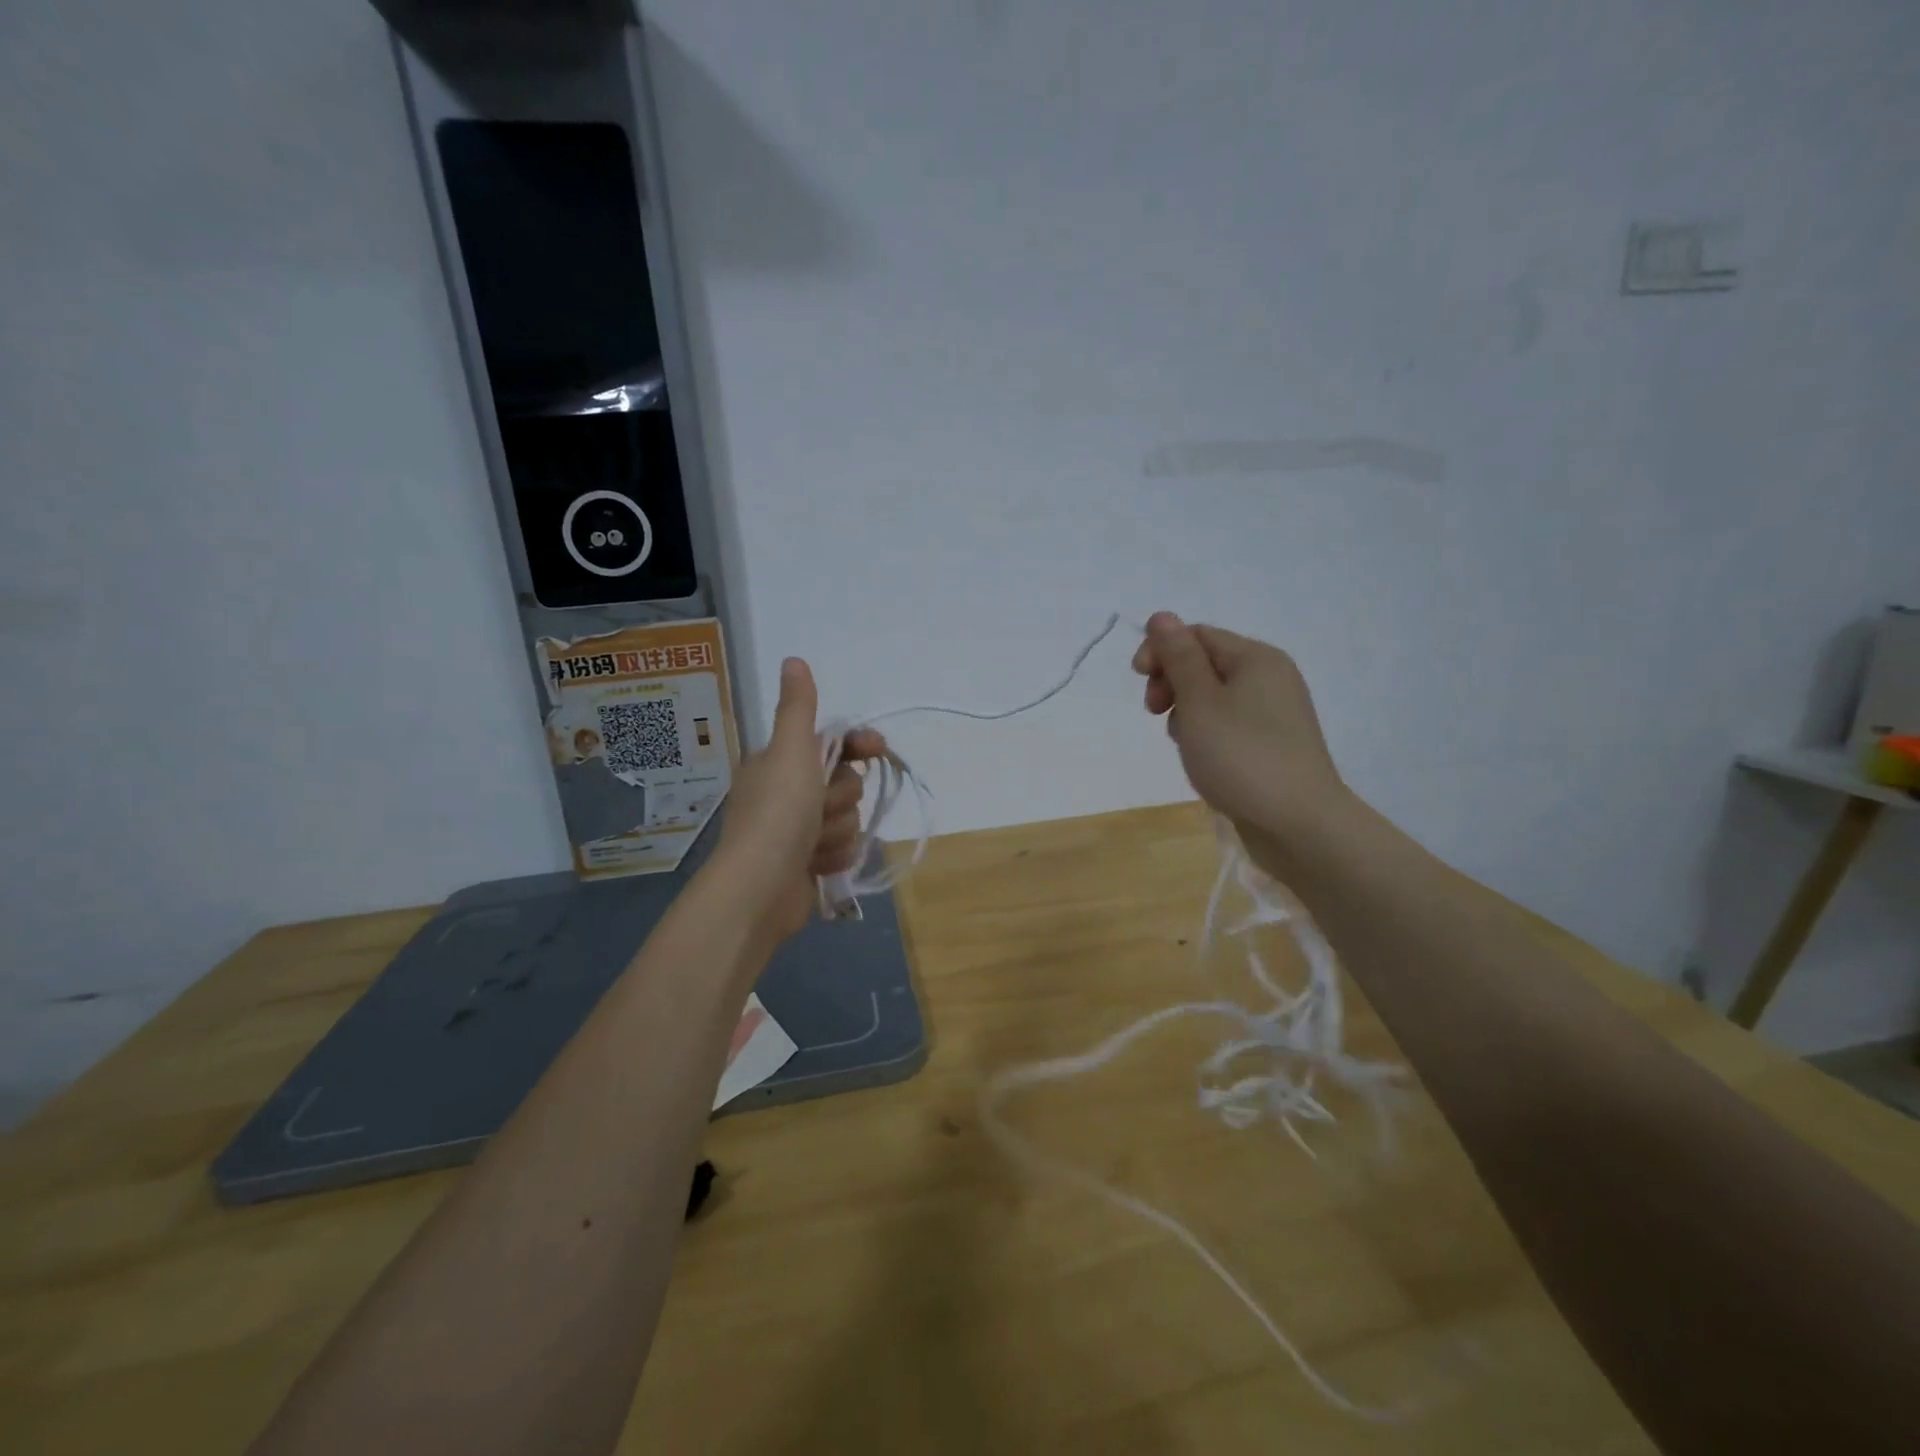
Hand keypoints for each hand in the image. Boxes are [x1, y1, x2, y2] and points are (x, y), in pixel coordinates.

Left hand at [714, 657, 884, 943]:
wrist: (760, 889)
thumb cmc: (777, 813)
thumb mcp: (790, 751)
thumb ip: (798, 707)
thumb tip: (793, 659)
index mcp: (779, 762)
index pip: (833, 743)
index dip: (858, 746)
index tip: (877, 749)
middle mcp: (787, 792)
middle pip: (845, 782)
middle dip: (840, 798)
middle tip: (818, 809)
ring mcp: (797, 831)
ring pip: (848, 818)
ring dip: (837, 831)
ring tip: (813, 844)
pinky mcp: (808, 863)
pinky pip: (843, 849)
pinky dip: (834, 856)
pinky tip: (816, 865)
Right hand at [1132, 611, 1348, 862]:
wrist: (1299, 824)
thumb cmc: (1242, 757)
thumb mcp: (1199, 702)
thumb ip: (1178, 657)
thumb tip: (1162, 616)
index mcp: (1256, 658)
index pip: (1196, 634)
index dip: (1161, 651)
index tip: (1140, 681)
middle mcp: (1270, 677)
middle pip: (1204, 663)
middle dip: (1172, 683)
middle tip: (1155, 713)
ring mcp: (1274, 712)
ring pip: (1212, 697)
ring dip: (1186, 713)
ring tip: (1184, 743)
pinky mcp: (1272, 743)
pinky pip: (1228, 723)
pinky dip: (1207, 734)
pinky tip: (1202, 759)